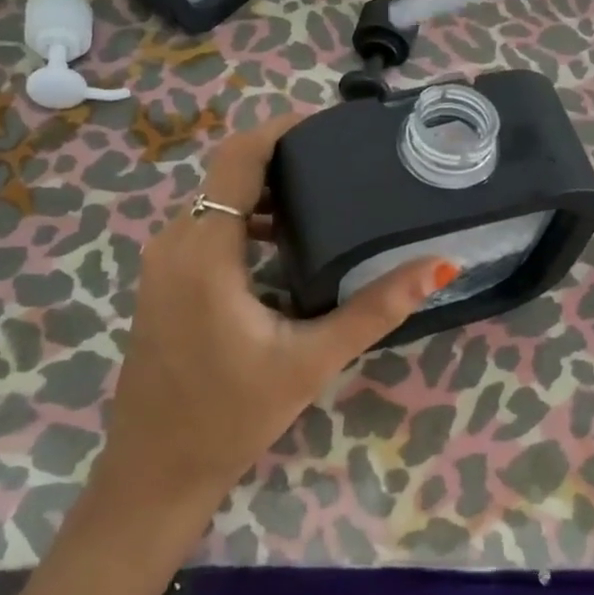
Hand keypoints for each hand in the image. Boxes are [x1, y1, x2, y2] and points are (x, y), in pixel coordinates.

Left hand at [89, 109, 450, 517]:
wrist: (156, 469)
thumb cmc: (232, 416)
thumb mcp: (310, 361)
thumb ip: (373, 309)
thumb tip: (436, 267)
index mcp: (206, 250)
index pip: (240, 157)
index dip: (283, 128)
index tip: (332, 125)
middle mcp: (175, 242)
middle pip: (230, 175)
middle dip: (285, 161)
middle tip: (345, 165)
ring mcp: (163, 263)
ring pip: (218, 203)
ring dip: (267, 195)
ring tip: (327, 201)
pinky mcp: (163, 282)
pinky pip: (207, 229)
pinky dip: (247, 223)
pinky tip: (287, 248)